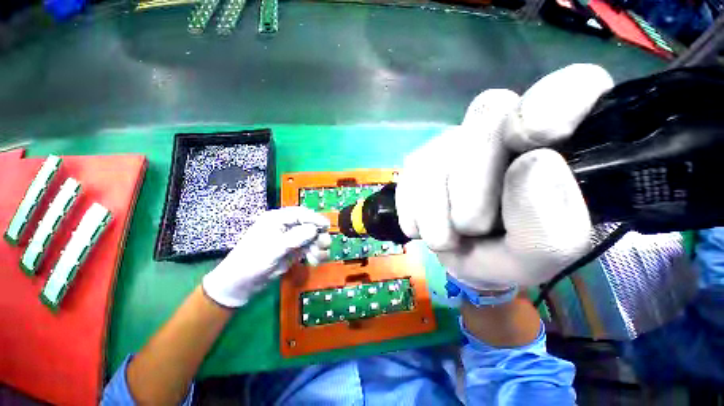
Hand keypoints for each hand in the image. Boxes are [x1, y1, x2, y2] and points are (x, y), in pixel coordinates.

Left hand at [202, 207, 331, 307]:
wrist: (240, 286)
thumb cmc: (251, 263)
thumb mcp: (272, 249)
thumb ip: (294, 238)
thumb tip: (314, 229)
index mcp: (276, 220)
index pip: (300, 214)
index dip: (315, 218)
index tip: (326, 226)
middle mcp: (285, 226)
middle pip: (309, 224)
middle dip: (318, 235)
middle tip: (323, 245)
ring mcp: (291, 239)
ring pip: (312, 237)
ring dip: (318, 246)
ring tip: (316, 258)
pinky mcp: (294, 250)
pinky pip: (310, 248)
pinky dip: (315, 253)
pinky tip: (314, 261)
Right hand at [396, 64, 613, 288]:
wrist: (464, 256)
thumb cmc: (511, 255)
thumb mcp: (540, 256)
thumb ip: (552, 225)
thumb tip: (533, 163)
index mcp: (561, 145)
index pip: (575, 86)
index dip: (553, 99)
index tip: (534, 138)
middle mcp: (505, 130)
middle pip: (488, 113)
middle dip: (472, 179)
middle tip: (468, 226)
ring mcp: (457, 141)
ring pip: (439, 150)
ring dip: (435, 207)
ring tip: (444, 239)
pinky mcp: (421, 159)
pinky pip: (411, 172)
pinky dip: (414, 208)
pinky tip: (423, 226)